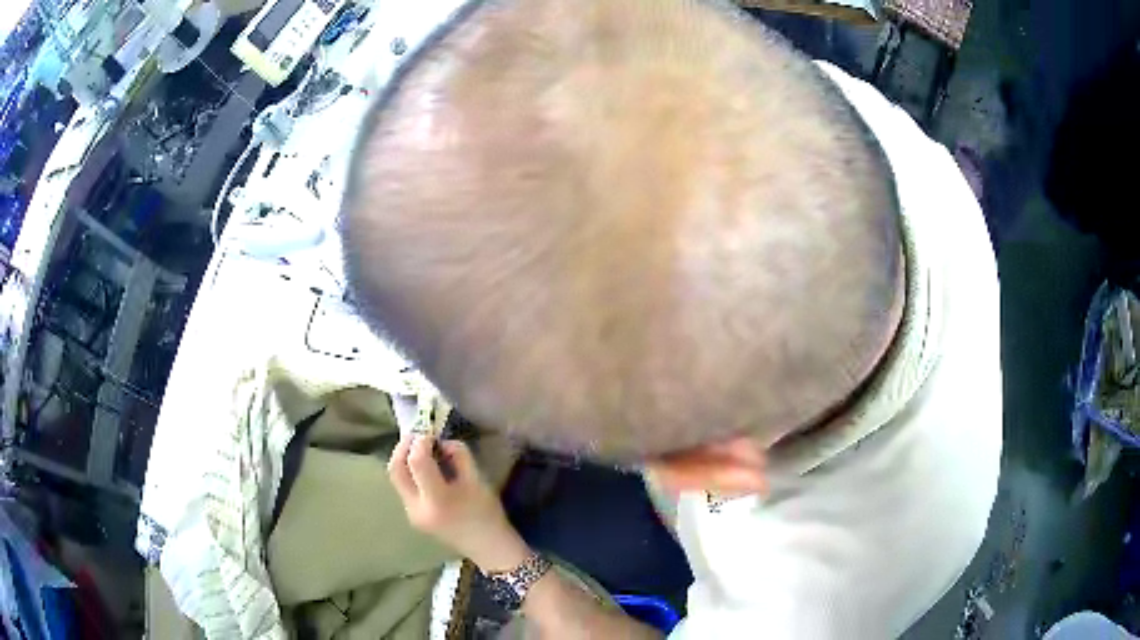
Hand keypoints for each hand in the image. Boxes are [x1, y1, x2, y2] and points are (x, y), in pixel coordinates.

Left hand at [389, 435, 529, 571]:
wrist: (488, 548)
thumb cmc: (488, 514)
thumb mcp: (478, 480)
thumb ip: (458, 456)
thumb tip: (441, 441)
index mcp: (437, 500)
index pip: (416, 462)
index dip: (420, 442)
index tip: (431, 432)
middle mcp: (417, 508)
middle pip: (395, 469)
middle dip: (402, 446)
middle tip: (417, 434)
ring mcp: (411, 514)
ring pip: (396, 478)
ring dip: (404, 458)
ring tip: (420, 447)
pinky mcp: (412, 516)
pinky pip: (403, 487)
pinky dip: (409, 471)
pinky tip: (424, 467)